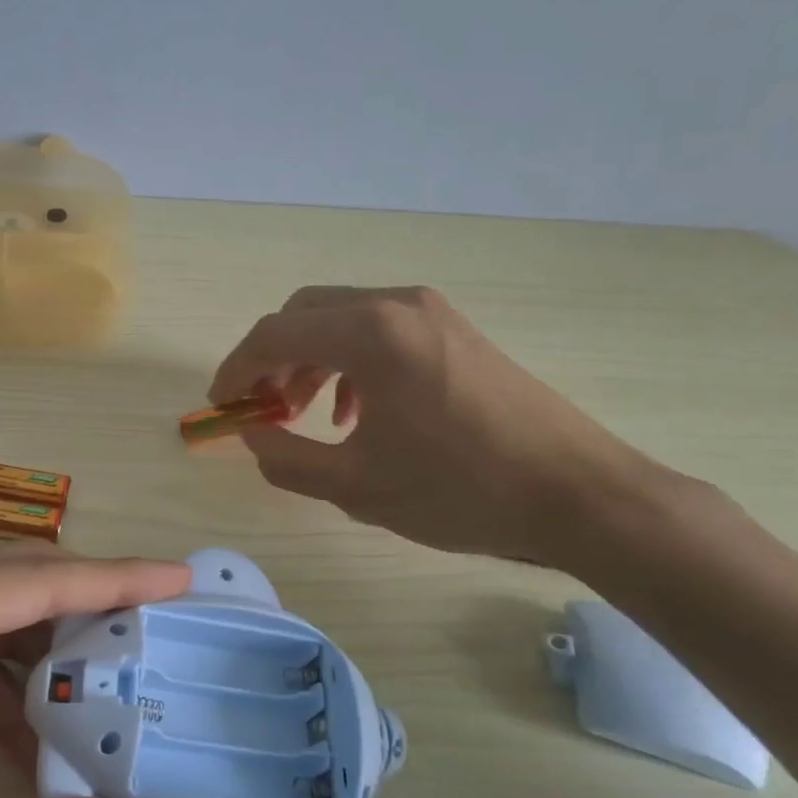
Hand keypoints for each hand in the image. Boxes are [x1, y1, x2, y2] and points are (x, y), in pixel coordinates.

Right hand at [208, 285, 661, 565]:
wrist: (577, 493)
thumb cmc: (460, 490)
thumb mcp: (355, 486)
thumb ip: (285, 458)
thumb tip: (250, 434)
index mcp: (370, 333)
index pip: (274, 335)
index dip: (235, 370)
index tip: (220, 407)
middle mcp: (397, 305)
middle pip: (304, 314)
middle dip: (271, 359)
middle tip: (261, 409)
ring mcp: (431, 312)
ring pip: (341, 319)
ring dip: (309, 359)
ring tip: (303, 413)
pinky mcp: (454, 330)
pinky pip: (380, 330)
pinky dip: (349, 361)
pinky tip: (357, 412)